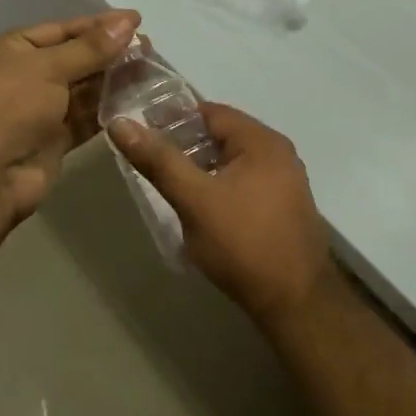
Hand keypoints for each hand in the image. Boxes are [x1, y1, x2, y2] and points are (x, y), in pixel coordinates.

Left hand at [0, 10, 140, 218]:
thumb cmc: (9, 105)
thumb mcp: (48, 67)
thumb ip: (90, 48)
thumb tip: (127, 23)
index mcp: (14, 49)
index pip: (63, 30)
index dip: (99, 25)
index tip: (137, 21)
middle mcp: (26, 76)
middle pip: (76, 59)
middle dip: (110, 54)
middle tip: (150, 50)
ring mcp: (40, 111)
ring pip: (84, 90)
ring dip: (114, 82)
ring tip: (152, 73)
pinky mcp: (55, 141)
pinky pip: (86, 119)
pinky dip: (108, 111)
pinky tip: (137, 103)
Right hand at [108, 102, 333, 321]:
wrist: (295, 302)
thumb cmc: (242, 243)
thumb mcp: (194, 200)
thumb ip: (158, 160)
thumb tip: (121, 123)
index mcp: (262, 142)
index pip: (211, 112)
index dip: (173, 117)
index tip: (141, 130)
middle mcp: (279, 154)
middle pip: (223, 135)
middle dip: (185, 143)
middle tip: (150, 158)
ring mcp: (286, 182)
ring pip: (233, 161)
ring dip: (202, 166)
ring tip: (169, 182)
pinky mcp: (284, 208)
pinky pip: (245, 182)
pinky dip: (219, 184)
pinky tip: (200, 206)